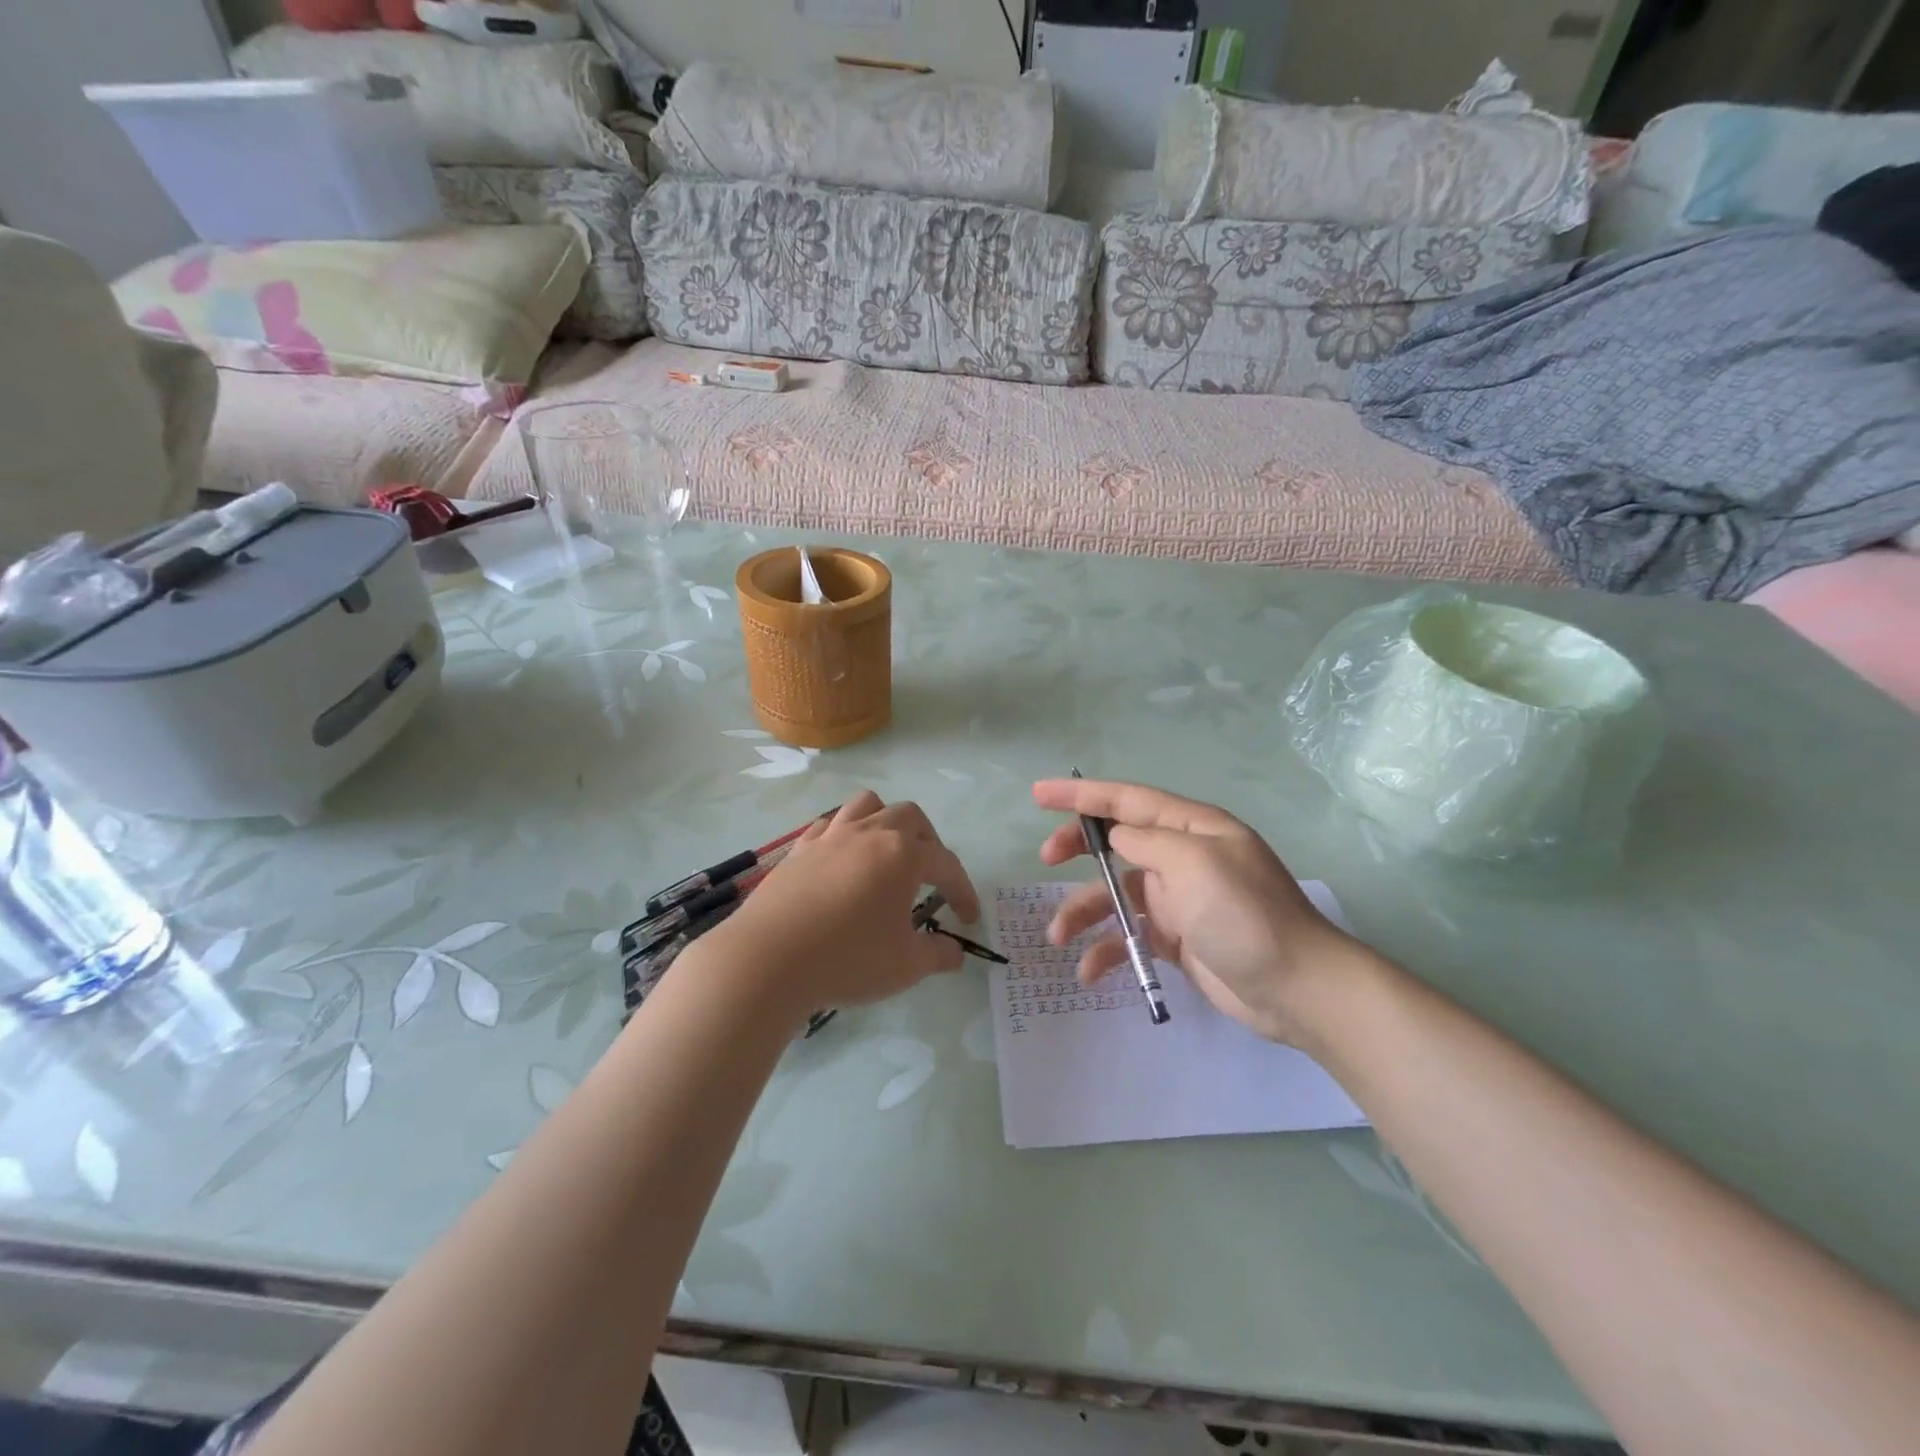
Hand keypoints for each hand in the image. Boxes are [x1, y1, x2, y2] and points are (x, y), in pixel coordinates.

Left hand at [701, 791, 980, 1019]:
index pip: (946, 864)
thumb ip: (937, 954)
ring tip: (887, 851)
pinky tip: (843, 860)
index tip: (968, 918)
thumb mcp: (905, 965)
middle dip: (929, 841)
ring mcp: (831, 836)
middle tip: (930, 876)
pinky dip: (845, 834)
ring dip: (885, 820)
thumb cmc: (848, 959)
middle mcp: (870, 833)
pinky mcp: (799, 848)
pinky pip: (830, 824)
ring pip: (867, 804)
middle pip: (910, 817)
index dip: (963, 891)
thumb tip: (956, 953)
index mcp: (904, 855)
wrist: (769, 960)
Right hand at [1033, 779, 1364, 1046]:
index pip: (1127, 800)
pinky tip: (1090, 971)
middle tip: (1045, 857)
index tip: (1038, 794)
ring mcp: (1179, 899)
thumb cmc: (1245, 916)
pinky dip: (1107, 950)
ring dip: (1083, 910)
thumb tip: (1117, 838)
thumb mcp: (1195, 865)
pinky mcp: (1176, 938)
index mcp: (1191, 828)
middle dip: (1078, 846)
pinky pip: (1129, 935)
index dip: (1081, 795)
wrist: (1298, 989)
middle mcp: (1182, 857)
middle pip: (1117, 841)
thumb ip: (1148, 843)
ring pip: (1115, 894)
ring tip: (1057, 933)